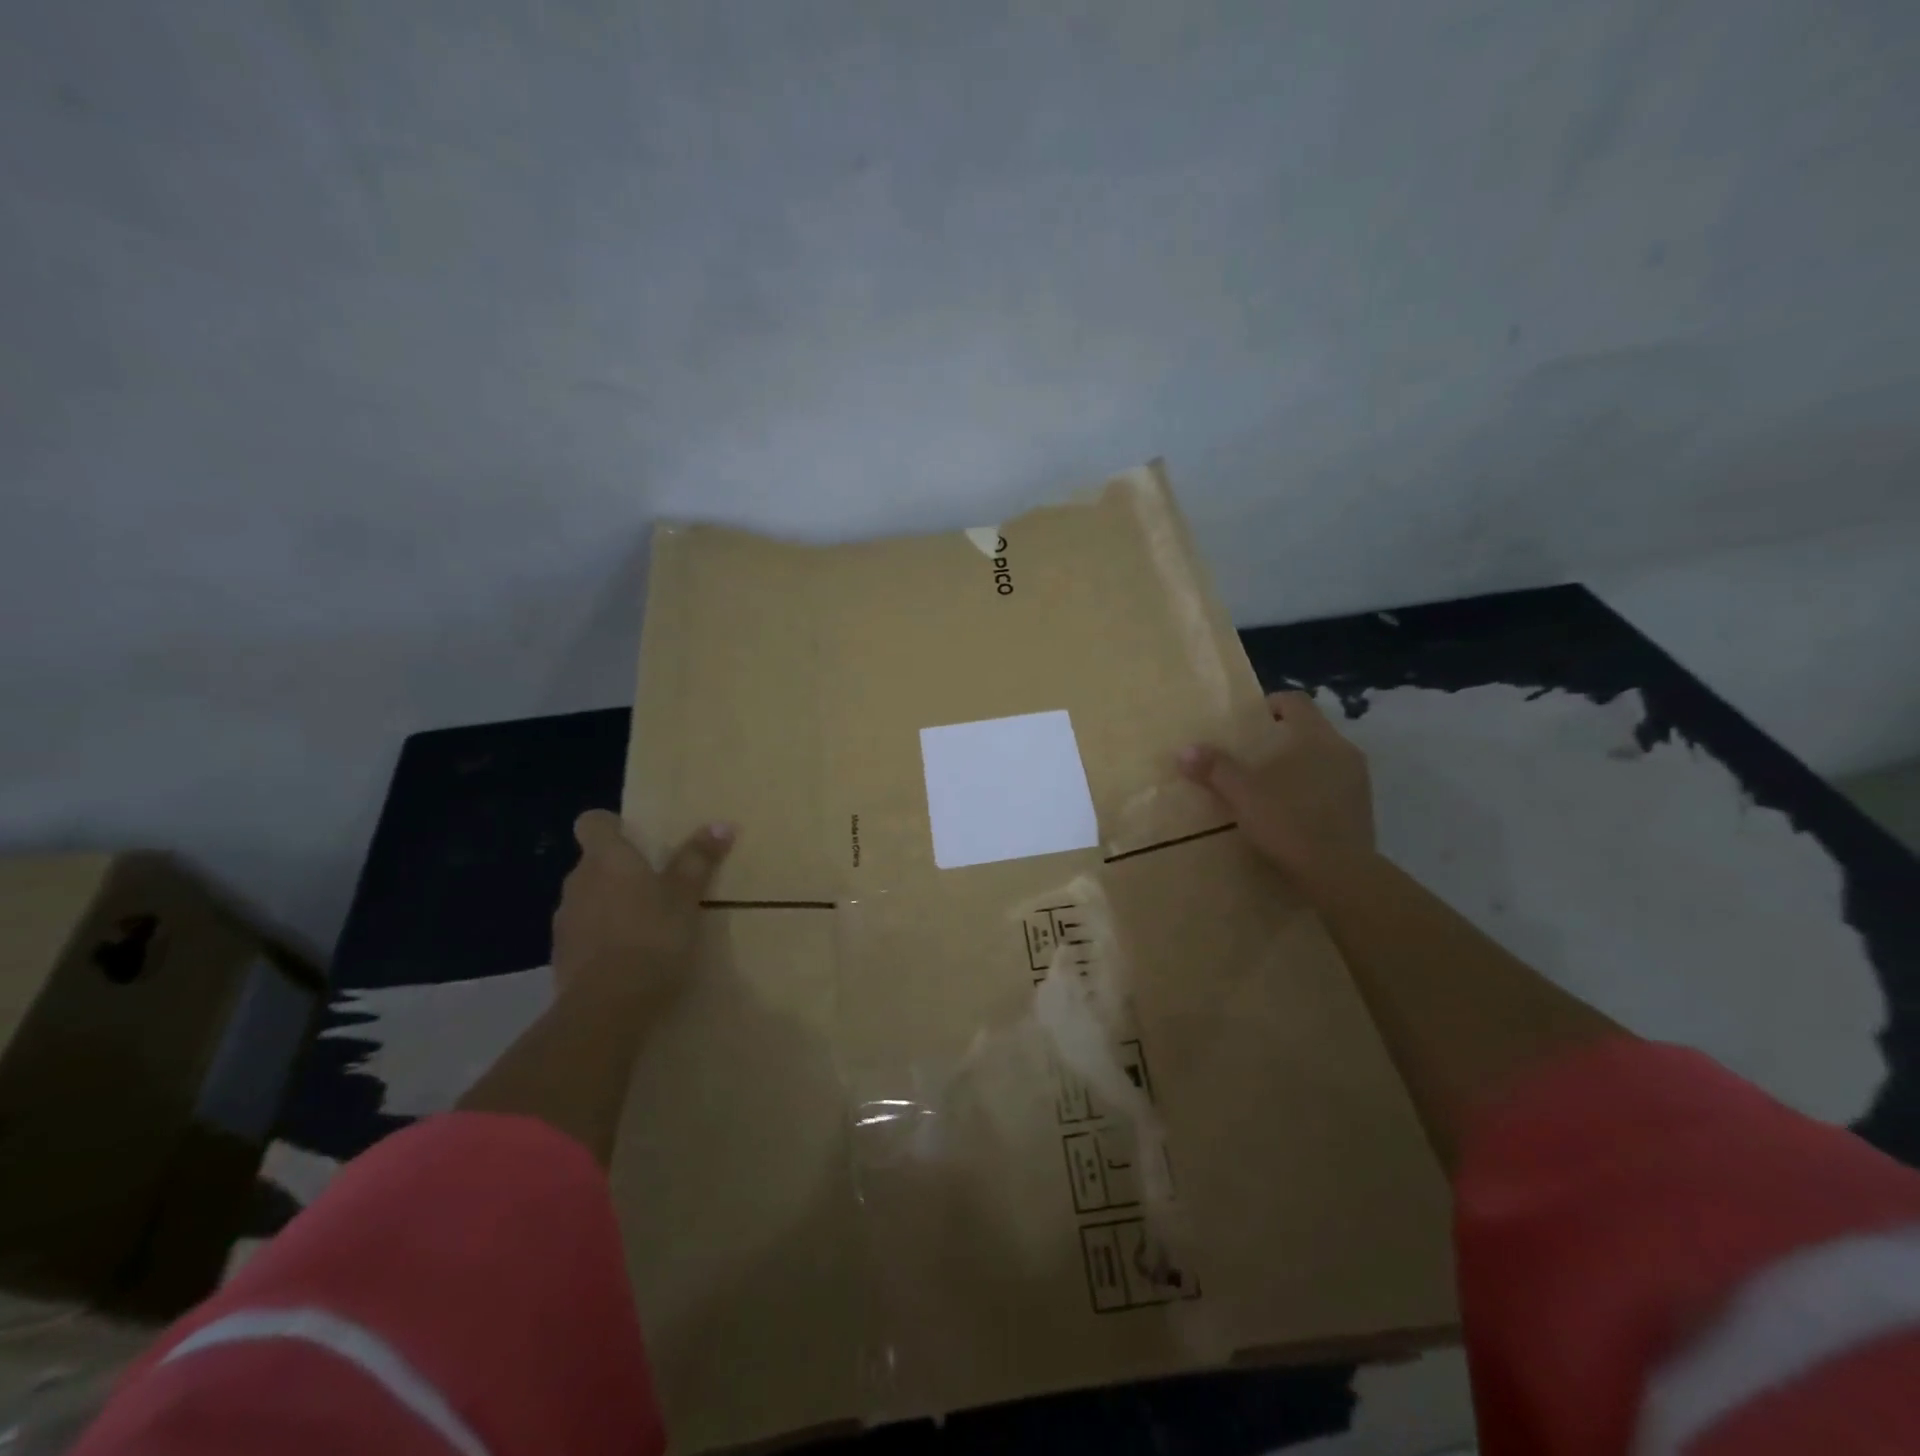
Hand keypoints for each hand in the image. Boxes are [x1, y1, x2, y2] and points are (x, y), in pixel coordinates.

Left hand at [550, 810, 734, 1021]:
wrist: (607, 1007)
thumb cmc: (652, 936)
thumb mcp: (685, 896)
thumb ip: (698, 860)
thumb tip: (721, 824)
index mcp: (606, 859)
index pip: (592, 822)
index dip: (612, 826)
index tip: (637, 839)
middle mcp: (577, 882)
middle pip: (594, 863)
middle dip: (620, 870)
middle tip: (657, 884)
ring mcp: (565, 922)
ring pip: (588, 900)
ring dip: (611, 905)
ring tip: (646, 925)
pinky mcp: (562, 958)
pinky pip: (585, 935)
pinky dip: (603, 939)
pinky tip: (630, 958)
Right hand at [1179, 691, 1373, 889]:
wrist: (1340, 873)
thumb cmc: (1289, 821)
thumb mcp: (1242, 794)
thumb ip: (1215, 769)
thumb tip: (1185, 750)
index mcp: (1315, 736)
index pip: (1295, 701)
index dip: (1271, 704)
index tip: (1248, 722)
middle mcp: (1342, 749)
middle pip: (1309, 730)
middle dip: (1281, 739)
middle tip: (1251, 757)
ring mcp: (1358, 779)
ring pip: (1323, 758)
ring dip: (1298, 765)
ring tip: (1269, 786)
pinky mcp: (1362, 808)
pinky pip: (1333, 785)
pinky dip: (1312, 789)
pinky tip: (1292, 812)